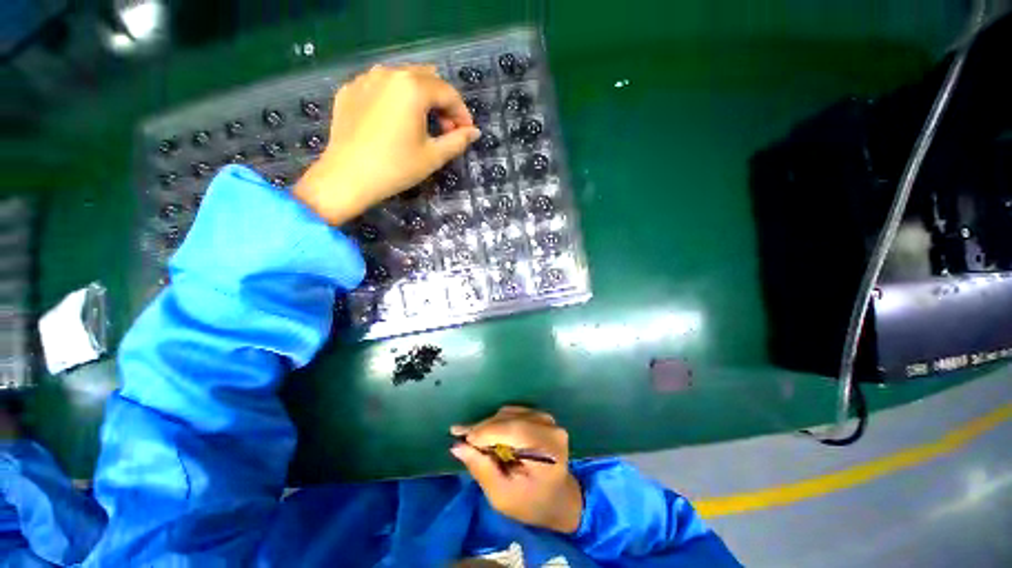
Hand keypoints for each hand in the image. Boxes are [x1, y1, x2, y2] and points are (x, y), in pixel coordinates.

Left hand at [294, 64, 479, 224]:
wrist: (347, 177)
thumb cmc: (396, 167)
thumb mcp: (433, 156)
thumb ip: (457, 141)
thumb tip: (474, 132)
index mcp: (412, 87)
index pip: (448, 92)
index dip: (462, 113)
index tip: (466, 132)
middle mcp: (389, 73)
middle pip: (426, 79)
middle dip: (442, 102)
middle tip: (446, 128)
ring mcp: (365, 79)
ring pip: (402, 79)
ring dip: (420, 98)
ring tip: (423, 123)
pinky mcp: (349, 90)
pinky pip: (380, 86)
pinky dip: (395, 99)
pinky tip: (395, 121)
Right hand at [450, 406, 582, 533]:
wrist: (558, 498)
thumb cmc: (531, 504)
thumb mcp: (503, 496)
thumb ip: (482, 469)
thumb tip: (457, 446)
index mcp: (547, 448)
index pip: (513, 430)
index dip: (485, 431)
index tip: (460, 437)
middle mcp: (550, 427)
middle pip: (510, 419)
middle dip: (483, 428)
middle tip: (460, 435)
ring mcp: (547, 419)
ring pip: (509, 413)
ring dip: (489, 424)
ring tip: (472, 437)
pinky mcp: (541, 417)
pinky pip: (514, 413)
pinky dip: (498, 422)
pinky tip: (487, 433)